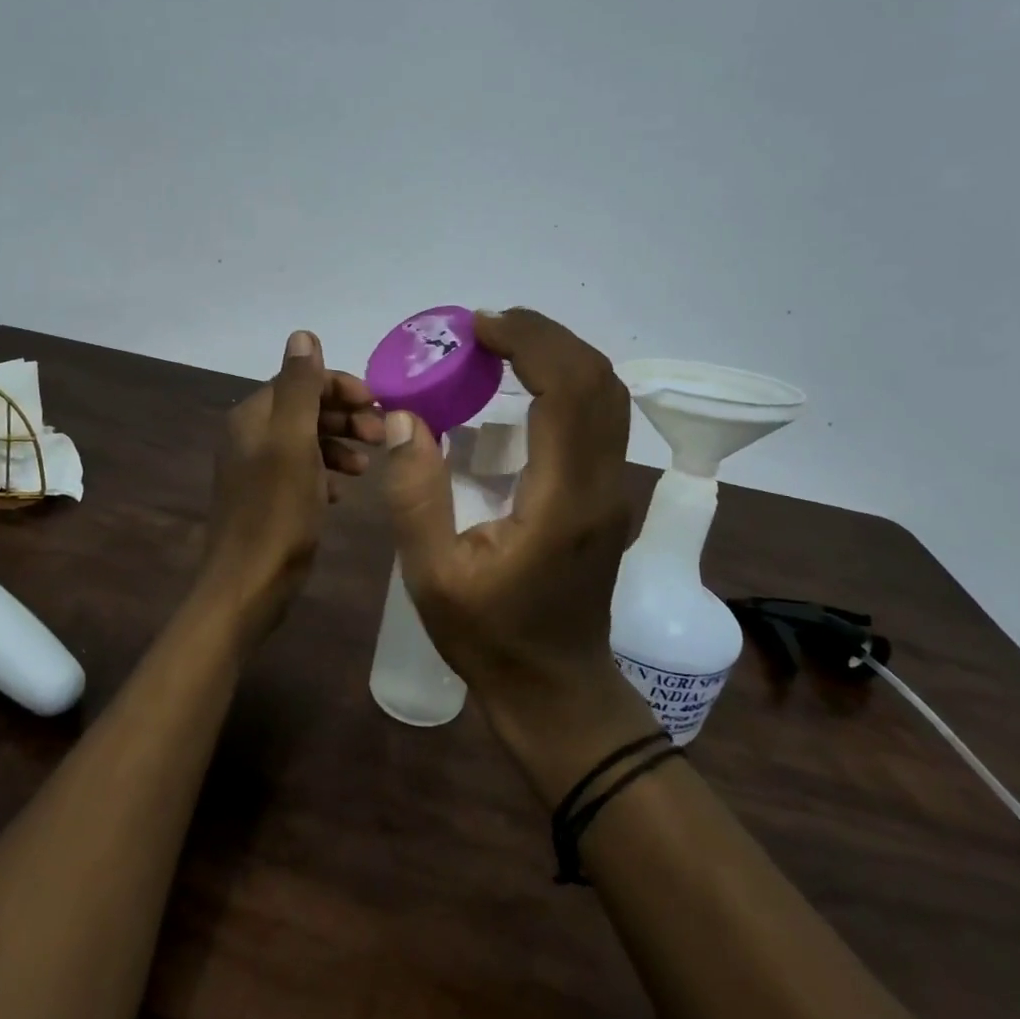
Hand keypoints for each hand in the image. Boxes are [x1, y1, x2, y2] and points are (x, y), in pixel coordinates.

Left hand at [197, 330, 383, 638]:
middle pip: (306, 408)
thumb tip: (302, 334)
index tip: (379, 406)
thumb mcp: (293, 444)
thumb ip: (300, 388)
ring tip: (365, 468)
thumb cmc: (277, 512)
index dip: (342, 387)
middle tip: (379, 437)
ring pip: (307, 440)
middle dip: (345, 416)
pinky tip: (344, 492)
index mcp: (254, 416)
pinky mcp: (267, 496)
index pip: (302, 380)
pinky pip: (303, 470)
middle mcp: (251, 435)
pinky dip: (326, 472)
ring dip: (340, 444)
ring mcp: (257, 467)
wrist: (248, 585)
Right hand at [381, 308, 638, 736]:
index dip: (529, 342)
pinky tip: (522, 388)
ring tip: (501, 346)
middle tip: (485, 328)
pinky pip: (599, 418)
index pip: (568, 391)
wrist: (556, 691)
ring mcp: (613, 490)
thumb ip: (415, 495)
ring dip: (559, 355)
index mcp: (563, 501)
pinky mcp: (607, 495)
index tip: (478, 327)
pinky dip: (566, 382)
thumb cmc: (490, 639)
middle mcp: (602, 485)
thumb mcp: (432, 576)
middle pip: (599, 380)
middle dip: (545, 336)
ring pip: (607, 396)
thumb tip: (406, 418)